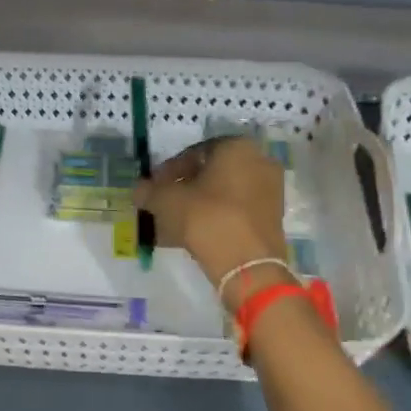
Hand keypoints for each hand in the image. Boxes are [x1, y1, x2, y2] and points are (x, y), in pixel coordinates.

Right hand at [134, 136, 289, 308]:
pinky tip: (192, 235)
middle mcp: (259, 162)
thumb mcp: (167, 201)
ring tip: (174, 224)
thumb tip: (139, 190)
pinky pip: (235, 211)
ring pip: (224, 194)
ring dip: (198, 205)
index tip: (154, 188)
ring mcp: (270, 191)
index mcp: (237, 147)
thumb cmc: (206, 217)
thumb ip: (149, 191)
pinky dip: (214, 218)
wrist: (246, 263)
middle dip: (185, 188)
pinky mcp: (272, 218)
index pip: (194, 152)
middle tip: (164, 204)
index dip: (169, 170)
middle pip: (212, 173)